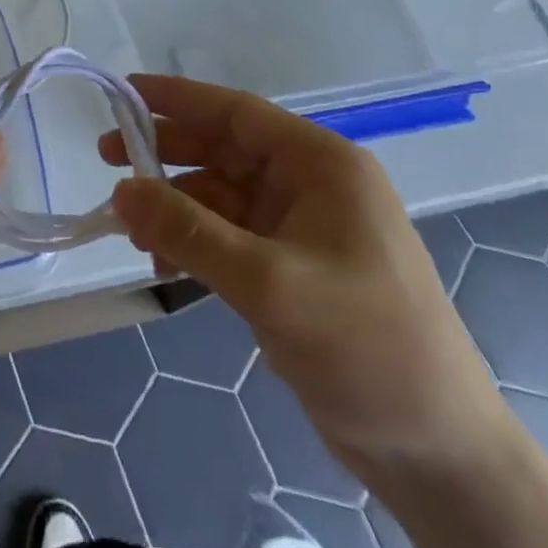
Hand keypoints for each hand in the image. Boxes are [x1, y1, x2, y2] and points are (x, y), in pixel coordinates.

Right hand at [102, 75, 503, 483]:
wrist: (439, 454)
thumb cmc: (365, 347)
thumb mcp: (269, 283)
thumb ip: (188, 231)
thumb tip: (121, 190)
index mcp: (321, 165)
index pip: (236, 112)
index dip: (176, 98)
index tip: (122, 92)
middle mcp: (310, 185)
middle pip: (222, 150)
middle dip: (165, 154)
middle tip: (107, 160)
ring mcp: (300, 228)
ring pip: (218, 196)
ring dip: (173, 207)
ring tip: (128, 229)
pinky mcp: (290, 268)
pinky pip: (226, 236)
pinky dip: (191, 244)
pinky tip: (161, 265)